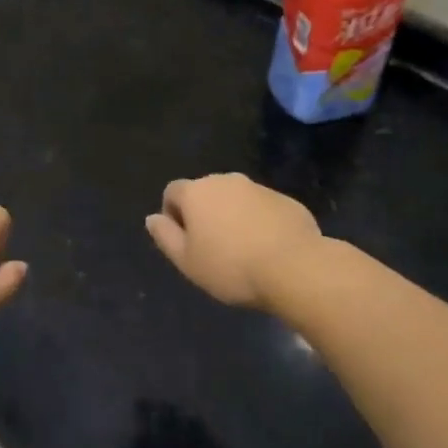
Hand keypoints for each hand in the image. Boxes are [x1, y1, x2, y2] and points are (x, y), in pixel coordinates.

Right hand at [145, 173, 322, 309]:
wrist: (295, 267)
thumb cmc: (231, 267)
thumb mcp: (187, 261)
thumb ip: (165, 236)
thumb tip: (152, 218)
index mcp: (196, 192)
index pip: (172, 191)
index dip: (172, 214)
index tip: (184, 242)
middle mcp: (225, 180)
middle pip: (205, 193)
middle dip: (204, 214)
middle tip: (212, 248)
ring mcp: (258, 187)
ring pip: (235, 199)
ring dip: (232, 217)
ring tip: (242, 251)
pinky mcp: (285, 200)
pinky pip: (262, 208)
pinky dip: (259, 222)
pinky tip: (268, 249)